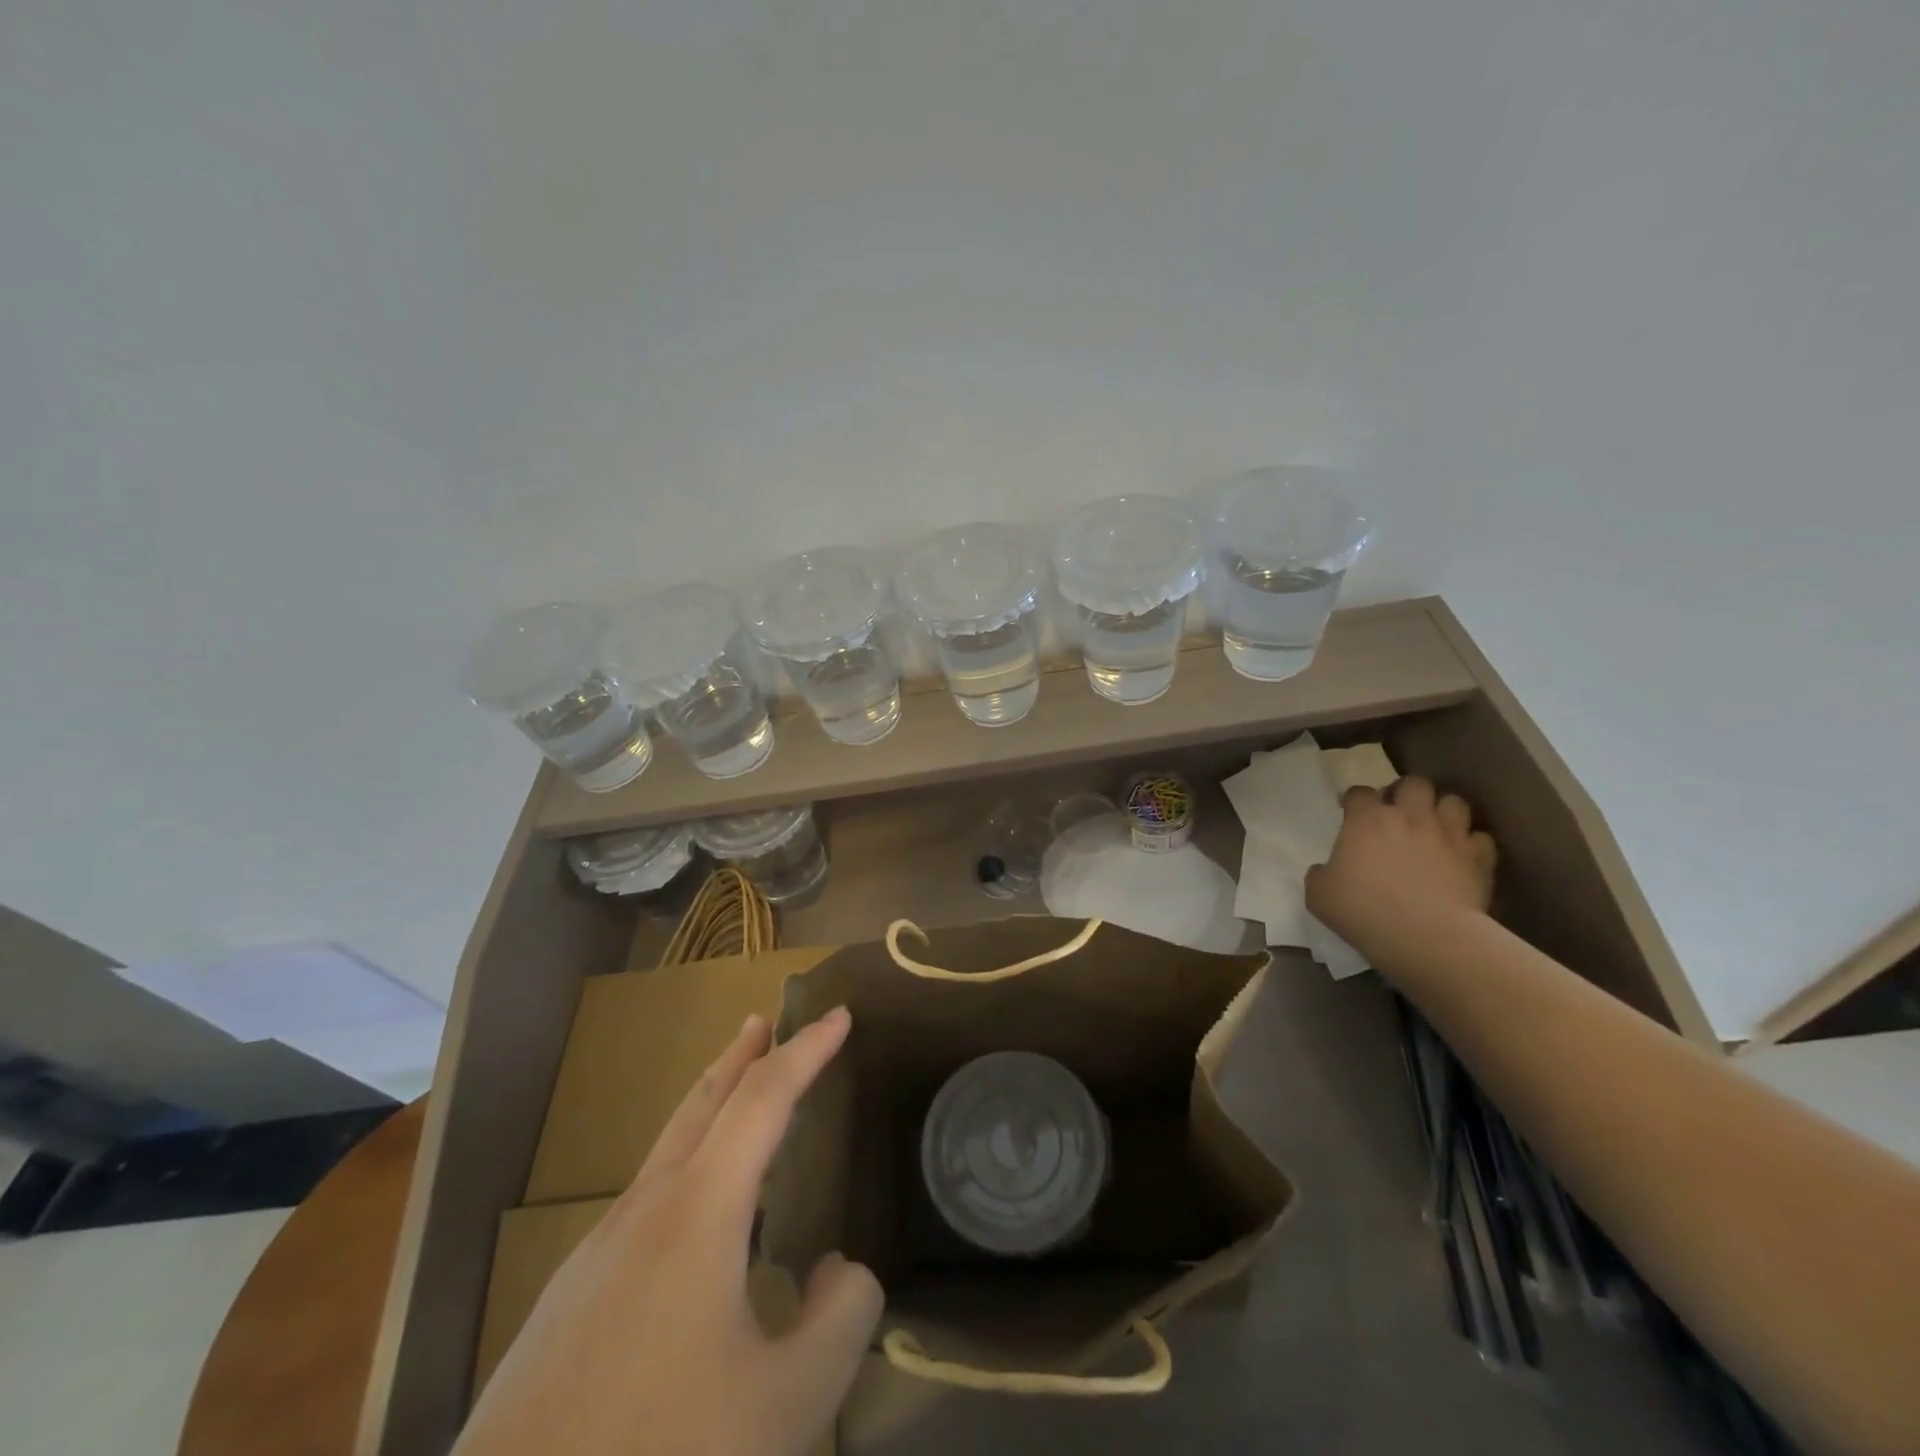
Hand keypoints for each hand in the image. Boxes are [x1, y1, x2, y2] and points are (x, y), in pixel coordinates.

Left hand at [454, 1007, 880, 1455]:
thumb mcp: (790, 1404)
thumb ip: (841, 1317)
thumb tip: (839, 1268)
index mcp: (699, 1211)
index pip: (765, 1098)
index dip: (807, 1050)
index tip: (840, 1014)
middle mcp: (644, 1210)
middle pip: (701, 1103)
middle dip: (740, 1055)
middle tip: (766, 1020)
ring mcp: (595, 1253)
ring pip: (666, 1150)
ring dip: (708, 1109)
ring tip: (737, 1102)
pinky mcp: (566, 1301)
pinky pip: (643, 1202)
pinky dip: (683, 1168)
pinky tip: (691, 1226)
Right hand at [1305, 776, 1497, 959]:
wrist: (1426, 936)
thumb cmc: (1364, 910)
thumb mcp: (1319, 895)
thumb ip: (1320, 874)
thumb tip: (1326, 871)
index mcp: (1366, 820)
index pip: (1359, 792)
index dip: (1355, 800)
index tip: (1351, 813)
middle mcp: (1410, 816)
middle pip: (1414, 783)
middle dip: (1406, 793)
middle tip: (1399, 813)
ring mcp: (1448, 834)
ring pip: (1453, 802)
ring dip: (1443, 811)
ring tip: (1435, 828)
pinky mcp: (1478, 858)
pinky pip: (1480, 838)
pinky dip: (1471, 844)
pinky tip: (1462, 856)